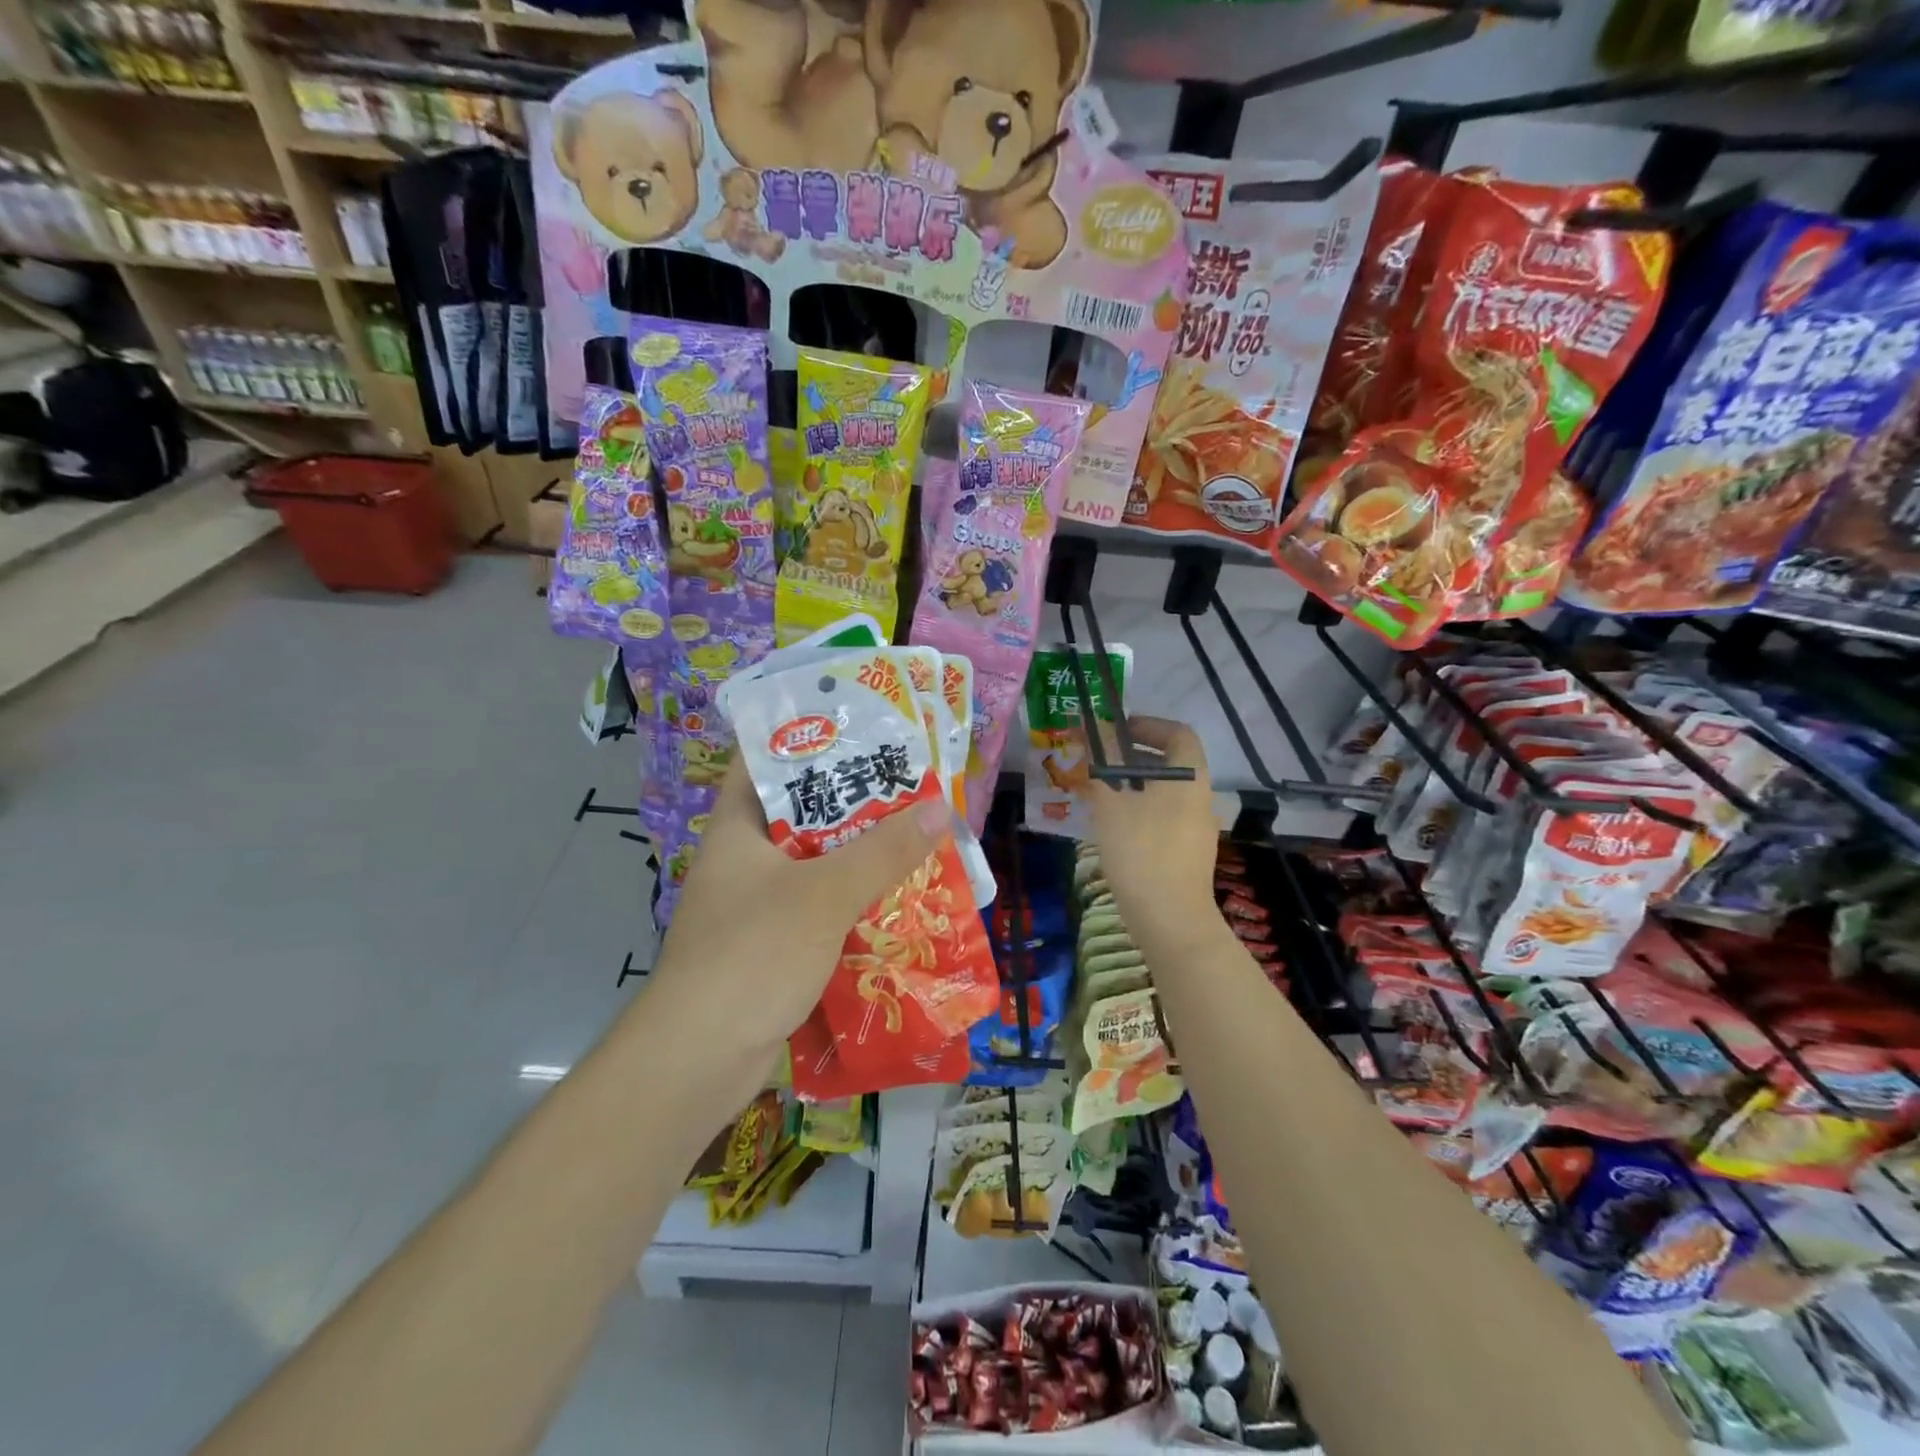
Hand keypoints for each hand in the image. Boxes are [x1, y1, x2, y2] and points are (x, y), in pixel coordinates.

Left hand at [649, 756, 948, 1051]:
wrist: (699, 1060)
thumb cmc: (753, 955)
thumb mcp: (824, 894)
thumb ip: (883, 851)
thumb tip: (939, 808)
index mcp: (737, 828)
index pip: (763, 759)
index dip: (807, 734)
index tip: (859, 722)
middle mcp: (743, 860)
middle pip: (801, 812)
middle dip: (854, 800)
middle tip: (908, 781)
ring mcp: (755, 905)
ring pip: (816, 864)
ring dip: (860, 855)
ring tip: (915, 833)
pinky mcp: (771, 946)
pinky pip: (819, 908)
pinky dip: (853, 901)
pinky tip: (897, 899)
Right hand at [1086, 716, 1218, 934]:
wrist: (1170, 919)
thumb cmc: (1141, 850)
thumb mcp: (1112, 801)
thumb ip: (1103, 763)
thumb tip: (1094, 731)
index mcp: (1189, 777)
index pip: (1178, 733)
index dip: (1148, 725)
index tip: (1117, 729)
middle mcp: (1200, 796)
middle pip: (1170, 762)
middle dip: (1133, 755)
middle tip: (1099, 758)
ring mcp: (1197, 827)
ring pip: (1164, 791)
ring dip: (1133, 783)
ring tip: (1098, 791)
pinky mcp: (1187, 852)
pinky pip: (1163, 816)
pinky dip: (1139, 809)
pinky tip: (1112, 825)